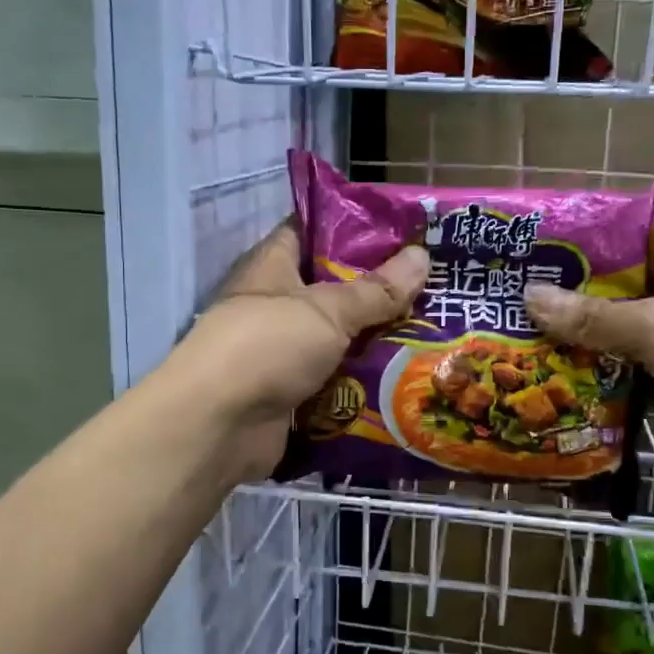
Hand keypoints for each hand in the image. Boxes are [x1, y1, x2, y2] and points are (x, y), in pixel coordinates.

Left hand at [165, 222, 428, 482]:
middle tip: (433, 285)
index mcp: (273, 267)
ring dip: (377, 340)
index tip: (401, 230)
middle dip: (379, 291)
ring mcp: (284, 353)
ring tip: (433, 331)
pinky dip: (365, 381)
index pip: (311, 232)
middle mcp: (276, 306)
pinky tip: (409, 376)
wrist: (219, 426)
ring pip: (340, 339)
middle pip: (333, 290)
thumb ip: (376, 289)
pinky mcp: (293, 393)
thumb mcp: (327, 310)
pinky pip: (337, 380)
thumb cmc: (267, 346)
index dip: (352, 227)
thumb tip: (423, 255)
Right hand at [524, 233, 653, 490]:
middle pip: (618, 291)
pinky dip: (602, 380)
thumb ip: (593, 315)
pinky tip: (559, 386)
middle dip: (570, 298)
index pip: (628, 239)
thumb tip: (530, 296)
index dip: (582, 242)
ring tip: (522, 343)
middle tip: (511, 304)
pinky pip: (633, 375)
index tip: (532, 252)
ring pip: (622, 336)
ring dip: (581, 343)